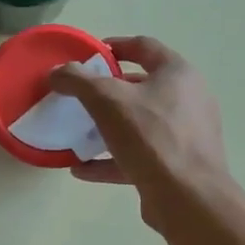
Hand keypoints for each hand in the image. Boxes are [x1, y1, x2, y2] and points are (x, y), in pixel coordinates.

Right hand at [49, 37, 230, 227]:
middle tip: (81, 96)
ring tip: (78, 132)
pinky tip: (82, 169)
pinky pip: (139, 156)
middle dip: (109, 91)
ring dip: (108, 127)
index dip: (115, 46)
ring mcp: (185, 135)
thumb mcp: (106, 100)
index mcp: (178, 74)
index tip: (89, 54)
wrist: (187, 198)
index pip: (144, 47)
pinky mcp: (177, 166)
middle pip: (142, 87)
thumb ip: (78, 81)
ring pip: (140, 124)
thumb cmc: (150, 136)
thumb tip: (57, 72)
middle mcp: (188, 100)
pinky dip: (111, 159)